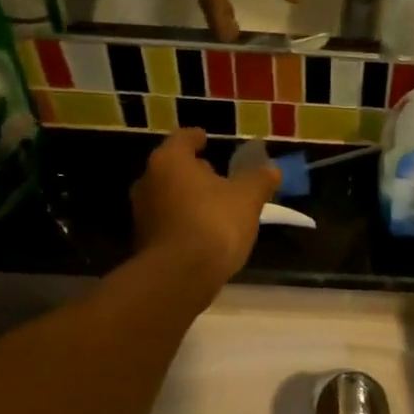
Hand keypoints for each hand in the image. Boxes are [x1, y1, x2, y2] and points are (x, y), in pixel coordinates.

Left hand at [132, 128, 281, 290]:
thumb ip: (259, 179)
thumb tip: (271, 169)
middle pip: (173, 168)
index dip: (197, 137)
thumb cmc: (214, 223)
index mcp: (170, 161)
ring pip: (169, 196)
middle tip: (217, 175)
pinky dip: (184, 222)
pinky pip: (169, 222)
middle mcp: (148, 182)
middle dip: (194, 171)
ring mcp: (142, 214)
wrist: (180, 276)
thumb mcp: (248, 198)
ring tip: (215, 206)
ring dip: (189, 198)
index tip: (207, 138)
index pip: (183, 139)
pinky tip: (204, 233)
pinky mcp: (144, 242)